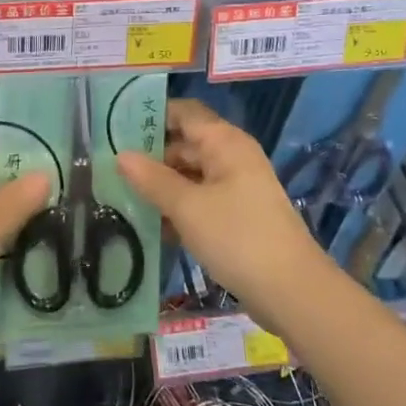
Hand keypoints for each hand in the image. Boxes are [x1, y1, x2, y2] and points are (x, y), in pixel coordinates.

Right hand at [116, 99, 322, 326]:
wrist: (294, 293)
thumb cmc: (238, 237)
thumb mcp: (187, 207)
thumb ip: (152, 179)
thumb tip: (120, 155)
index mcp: (225, 142)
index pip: (183, 112)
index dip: (152, 115)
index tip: (116, 127)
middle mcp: (232, 157)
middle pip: (185, 143)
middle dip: (151, 155)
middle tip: (111, 168)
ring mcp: (237, 187)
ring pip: (191, 174)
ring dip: (162, 185)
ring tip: (123, 196)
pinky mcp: (238, 216)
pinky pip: (201, 200)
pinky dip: (178, 207)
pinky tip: (152, 226)